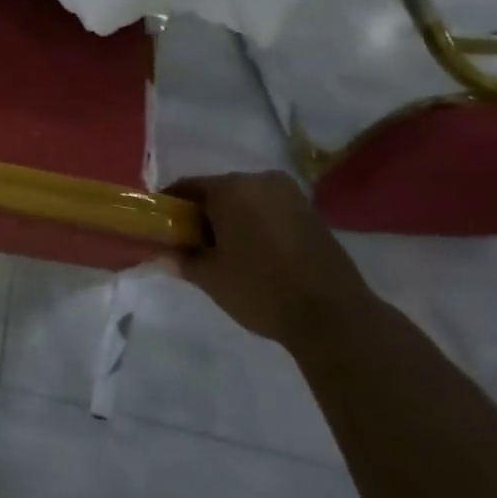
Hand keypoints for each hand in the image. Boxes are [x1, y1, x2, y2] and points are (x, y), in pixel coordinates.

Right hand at [163, 172, 372, 348]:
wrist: (334, 316)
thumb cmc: (261, 289)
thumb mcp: (211, 278)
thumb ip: (182, 259)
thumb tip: (163, 254)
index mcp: (230, 188)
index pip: (187, 187)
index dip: (171, 206)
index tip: (163, 227)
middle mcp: (259, 180)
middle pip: (218, 191)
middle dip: (203, 214)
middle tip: (193, 244)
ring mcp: (289, 195)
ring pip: (246, 200)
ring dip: (232, 219)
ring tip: (227, 252)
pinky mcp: (311, 212)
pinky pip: (270, 210)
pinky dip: (256, 224)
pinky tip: (256, 253)